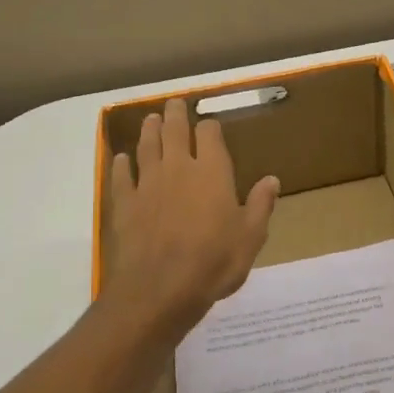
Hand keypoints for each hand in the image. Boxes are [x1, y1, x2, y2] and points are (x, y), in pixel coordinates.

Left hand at [103, 98, 280, 339]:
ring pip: (147, 147)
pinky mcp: (125, 203)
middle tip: (174, 103)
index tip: (209, 125)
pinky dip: (121, 165)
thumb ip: (260, 205)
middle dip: (175, 115)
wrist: (160, 289)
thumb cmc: (214, 262)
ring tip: (150, 119)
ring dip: (149, 131)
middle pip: (174, 131)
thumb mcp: (250, 237)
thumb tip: (272, 180)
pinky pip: (121, 177)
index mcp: (212, 171)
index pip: (209, 135)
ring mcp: (147, 183)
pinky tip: (120, 159)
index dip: (209, 127)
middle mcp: (178, 168)